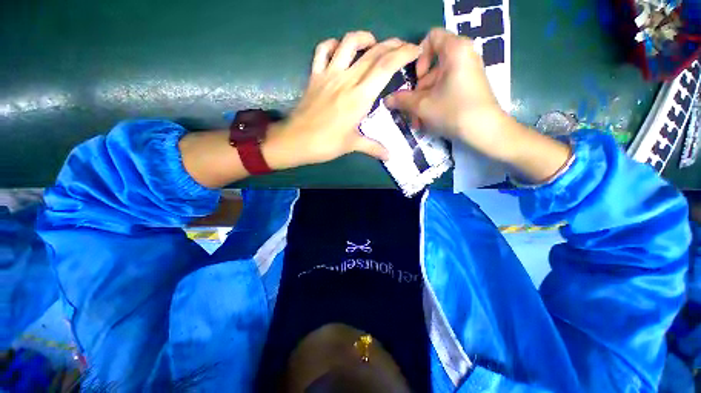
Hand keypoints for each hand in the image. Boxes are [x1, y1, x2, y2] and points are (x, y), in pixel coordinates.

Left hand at [262, 32, 421, 170]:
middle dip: (392, 44)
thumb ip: (374, 148)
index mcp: (359, 98)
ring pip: (348, 43)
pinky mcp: (314, 76)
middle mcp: (346, 80)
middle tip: (403, 46)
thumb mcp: (352, 145)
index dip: (403, 54)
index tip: (415, 50)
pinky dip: (332, 45)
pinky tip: (340, 50)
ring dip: (364, 38)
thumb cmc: (325, 144)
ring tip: (373, 44)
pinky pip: (322, 51)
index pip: (385, 67)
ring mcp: (328, 75)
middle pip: (373, 53)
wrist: (295, 141)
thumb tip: (390, 156)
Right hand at [387, 28, 571, 181]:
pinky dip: (435, 102)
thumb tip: (386, 100)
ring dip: (423, 102)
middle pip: (432, 66)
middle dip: (418, 91)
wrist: (485, 130)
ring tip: (418, 122)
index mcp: (455, 50)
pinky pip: (446, 89)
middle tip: (412, 109)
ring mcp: (468, 72)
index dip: (418, 57)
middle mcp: (464, 56)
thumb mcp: (422, 106)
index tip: (416, 79)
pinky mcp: (469, 86)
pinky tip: (428, 121)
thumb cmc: (453, 111)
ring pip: (437, 82)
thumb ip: (402, 100)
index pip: (431, 38)